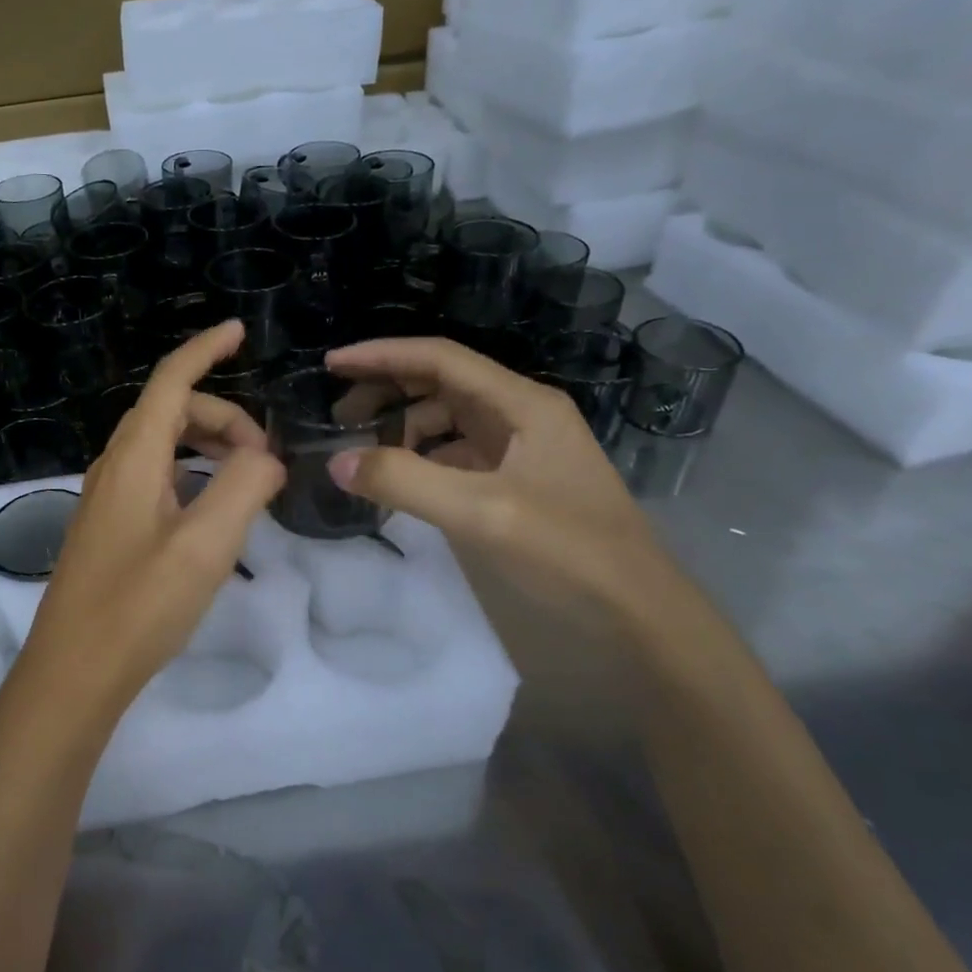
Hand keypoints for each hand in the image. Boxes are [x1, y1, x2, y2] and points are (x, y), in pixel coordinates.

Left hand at [17, 322, 285, 709]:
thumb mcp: (206, 546)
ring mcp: (107, 498)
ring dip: (207, 446)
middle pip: (171, 412)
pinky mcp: (109, 527)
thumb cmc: (138, 606)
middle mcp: (114, 466)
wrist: (74, 673)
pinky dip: (191, 474)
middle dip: (222, 416)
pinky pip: (155, 476)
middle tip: (266, 458)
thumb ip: (244, 488)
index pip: (170, 381)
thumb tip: (265, 458)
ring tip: (248, 480)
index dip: (204, 349)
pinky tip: (212, 508)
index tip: (239, 332)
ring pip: (162, 445)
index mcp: (134, 458)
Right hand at [322, 336, 713, 667]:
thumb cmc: (569, 552)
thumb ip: (405, 482)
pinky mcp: (517, 481)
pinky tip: (399, 479)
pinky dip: (421, 458)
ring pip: (448, 419)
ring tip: (362, 450)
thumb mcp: (482, 513)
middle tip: (337, 414)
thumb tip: (336, 461)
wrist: (640, 615)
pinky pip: (456, 454)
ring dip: (403, 426)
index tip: (331, 364)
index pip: (440, 358)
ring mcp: (521, 449)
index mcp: (522, 403)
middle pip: (441, 382)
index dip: (381, 355)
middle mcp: (522, 414)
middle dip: (387, 390)